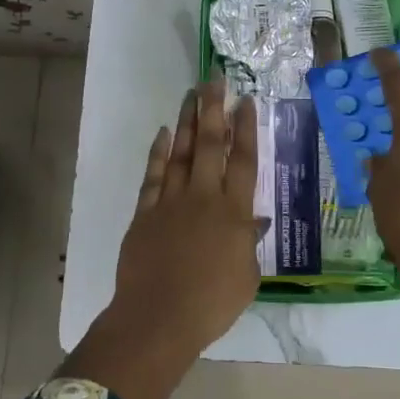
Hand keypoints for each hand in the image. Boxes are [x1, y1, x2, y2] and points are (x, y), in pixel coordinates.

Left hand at [111, 81, 262, 355]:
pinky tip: (164, 133)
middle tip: (214, 80)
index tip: (246, 101)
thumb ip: (249, 243)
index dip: (246, 129)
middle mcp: (204, 197)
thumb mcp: (246, 277)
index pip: (243, 161)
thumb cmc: (211, 304)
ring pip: (182, 152)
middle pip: (211, 145)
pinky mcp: (146, 212)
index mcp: (233, 213)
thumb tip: (254, 220)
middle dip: (214, 109)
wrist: (158, 318)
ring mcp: (171, 202)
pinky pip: (154, 175)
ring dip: (188, 122)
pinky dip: (159, 152)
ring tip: (191, 95)